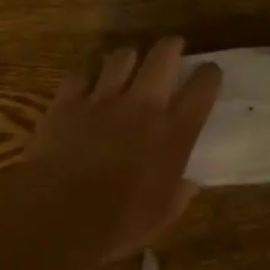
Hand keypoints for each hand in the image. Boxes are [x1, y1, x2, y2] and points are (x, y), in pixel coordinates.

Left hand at [23, 37, 222, 257]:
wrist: (59, 213)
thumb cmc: (119, 222)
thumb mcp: (162, 216)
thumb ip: (179, 194)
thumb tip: (188, 184)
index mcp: (175, 132)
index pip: (202, 88)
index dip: (209, 75)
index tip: (209, 74)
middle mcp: (143, 105)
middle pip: (163, 56)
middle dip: (171, 47)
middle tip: (173, 48)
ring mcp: (103, 99)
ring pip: (121, 57)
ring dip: (129, 58)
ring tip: (128, 63)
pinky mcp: (67, 101)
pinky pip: (81, 75)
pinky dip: (87, 76)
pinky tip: (87, 83)